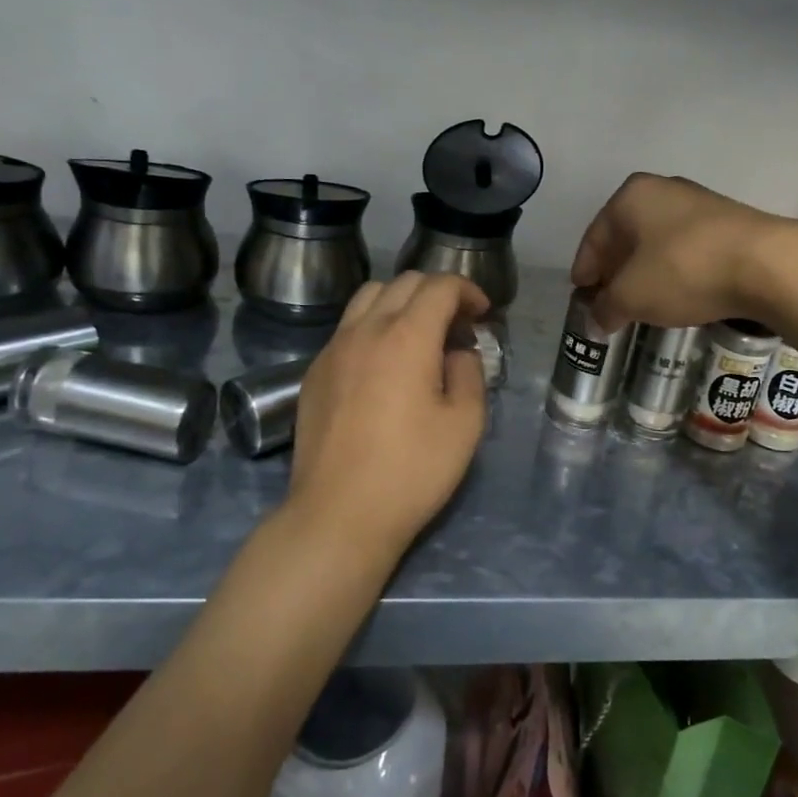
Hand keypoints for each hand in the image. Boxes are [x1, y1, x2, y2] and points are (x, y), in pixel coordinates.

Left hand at [288, 272, 490, 555]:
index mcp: (407, 337)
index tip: (483, 314)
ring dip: (401, 302)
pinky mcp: (314, 372)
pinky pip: (347, 328)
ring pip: (368, 297)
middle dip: (438, 292)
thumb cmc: (411, 471)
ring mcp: (333, 349)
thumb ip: (469, 374)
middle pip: (403, 283)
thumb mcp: (465, 424)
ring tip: (420, 335)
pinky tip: (384, 363)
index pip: (440, 286)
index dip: (468, 290)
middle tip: (458, 324)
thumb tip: (457, 352)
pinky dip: (374, 325)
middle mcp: (365, 330)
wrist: (338, 514)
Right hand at [570, 173, 793, 330]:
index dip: (584, 271)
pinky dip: (675, 271)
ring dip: (646, 272)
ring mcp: (700, 203)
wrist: (767, 265)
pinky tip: (678, 294)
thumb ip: (606, 308)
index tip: (581, 296)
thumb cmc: (683, 270)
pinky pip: (687, 249)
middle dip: (615, 271)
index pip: (594, 238)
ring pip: (658, 242)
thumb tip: (595, 321)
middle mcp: (663, 190)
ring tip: (643, 303)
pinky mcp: (729, 222)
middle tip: (609, 302)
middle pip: (626, 237)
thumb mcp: (632, 296)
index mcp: (631, 196)